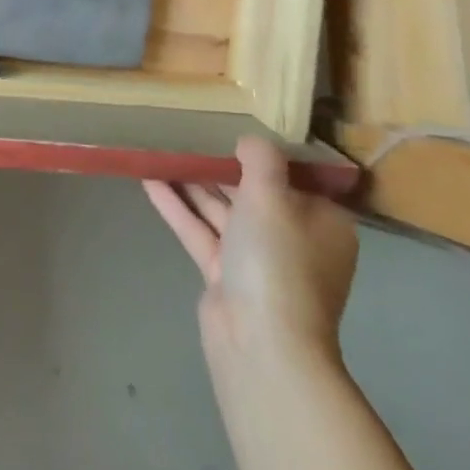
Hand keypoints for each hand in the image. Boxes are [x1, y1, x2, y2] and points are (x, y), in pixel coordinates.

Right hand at [144, 136, 357, 367]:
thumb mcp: (272, 197)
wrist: (261, 342)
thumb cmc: (277, 261)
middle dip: (217, 166)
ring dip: (191, 183)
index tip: (229, 126)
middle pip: (252, 192)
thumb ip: (260, 160)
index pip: (292, 177)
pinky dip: (177, 207)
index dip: (260, 152)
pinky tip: (148, 180)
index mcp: (321, 221)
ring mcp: (257, 259)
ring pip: (221, 210)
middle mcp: (293, 238)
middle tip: (184, 133)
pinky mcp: (225, 274)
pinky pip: (200, 230)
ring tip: (159, 150)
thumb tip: (250, 139)